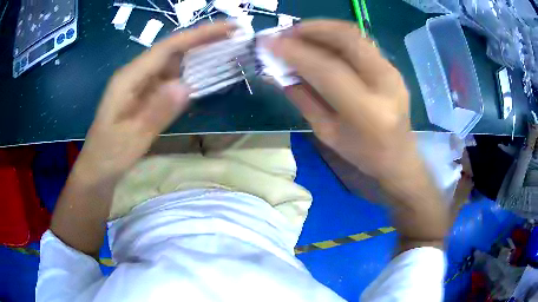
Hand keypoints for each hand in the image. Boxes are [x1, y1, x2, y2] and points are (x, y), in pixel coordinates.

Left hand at [76, 22, 233, 181]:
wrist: (97, 170)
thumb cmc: (109, 155)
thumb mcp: (132, 138)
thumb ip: (157, 111)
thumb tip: (187, 86)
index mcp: (129, 78)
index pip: (167, 48)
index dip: (198, 35)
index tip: (227, 27)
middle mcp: (135, 75)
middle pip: (171, 50)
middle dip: (202, 39)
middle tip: (233, 33)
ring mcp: (140, 85)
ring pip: (172, 62)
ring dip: (197, 54)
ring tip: (225, 48)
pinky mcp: (144, 96)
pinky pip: (169, 79)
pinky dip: (188, 73)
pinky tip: (203, 73)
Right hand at [266, 20, 413, 180]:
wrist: (398, 156)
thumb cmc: (362, 154)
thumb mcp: (326, 132)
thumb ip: (303, 98)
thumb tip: (279, 71)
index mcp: (367, 111)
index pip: (328, 69)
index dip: (295, 52)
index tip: (269, 43)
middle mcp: (384, 84)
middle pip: (347, 39)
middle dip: (311, 29)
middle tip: (285, 33)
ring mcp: (392, 72)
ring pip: (355, 34)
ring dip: (323, 28)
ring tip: (298, 34)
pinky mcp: (392, 67)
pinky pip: (360, 42)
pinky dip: (335, 36)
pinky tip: (319, 42)